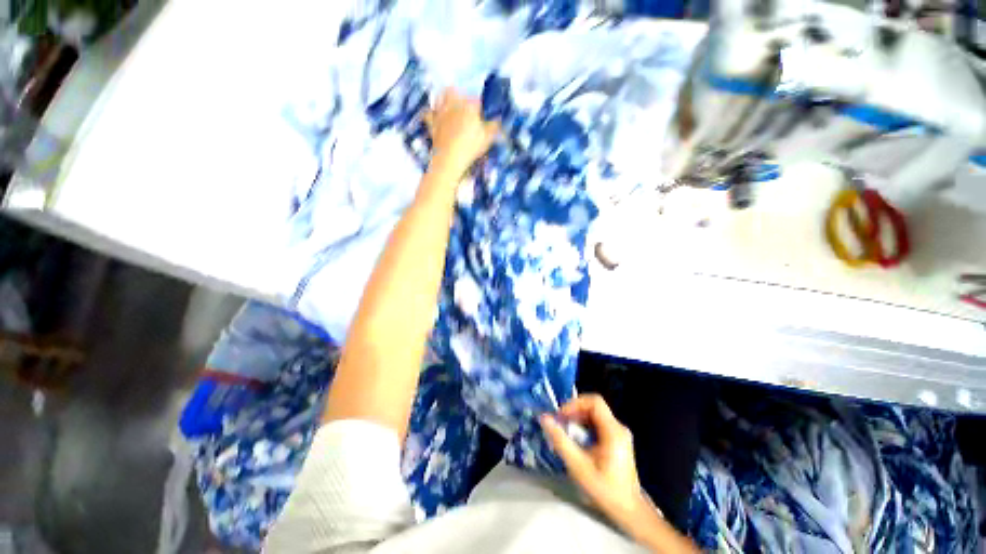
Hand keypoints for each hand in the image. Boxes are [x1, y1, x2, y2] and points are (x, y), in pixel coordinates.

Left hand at [425, 89, 498, 179]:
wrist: (449, 159)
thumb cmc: (471, 147)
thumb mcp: (487, 139)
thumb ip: (494, 127)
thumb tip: (498, 120)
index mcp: (469, 106)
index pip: (477, 100)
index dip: (480, 106)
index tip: (483, 114)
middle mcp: (454, 105)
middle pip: (456, 92)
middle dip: (461, 96)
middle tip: (465, 104)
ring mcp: (441, 113)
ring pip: (441, 98)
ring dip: (445, 97)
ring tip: (448, 101)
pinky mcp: (432, 124)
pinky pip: (428, 114)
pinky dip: (430, 113)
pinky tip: (432, 113)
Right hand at [541, 394, 649, 522]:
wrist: (629, 512)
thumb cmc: (604, 489)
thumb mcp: (578, 466)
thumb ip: (560, 441)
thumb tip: (544, 418)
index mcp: (613, 431)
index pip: (594, 402)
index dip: (575, 403)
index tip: (561, 415)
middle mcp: (618, 427)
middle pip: (594, 406)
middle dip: (574, 411)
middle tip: (560, 423)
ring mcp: (619, 434)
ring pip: (595, 415)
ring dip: (578, 419)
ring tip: (565, 431)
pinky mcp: (617, 440)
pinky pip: (598, 424)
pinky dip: (584, 426)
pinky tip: (576, 440)